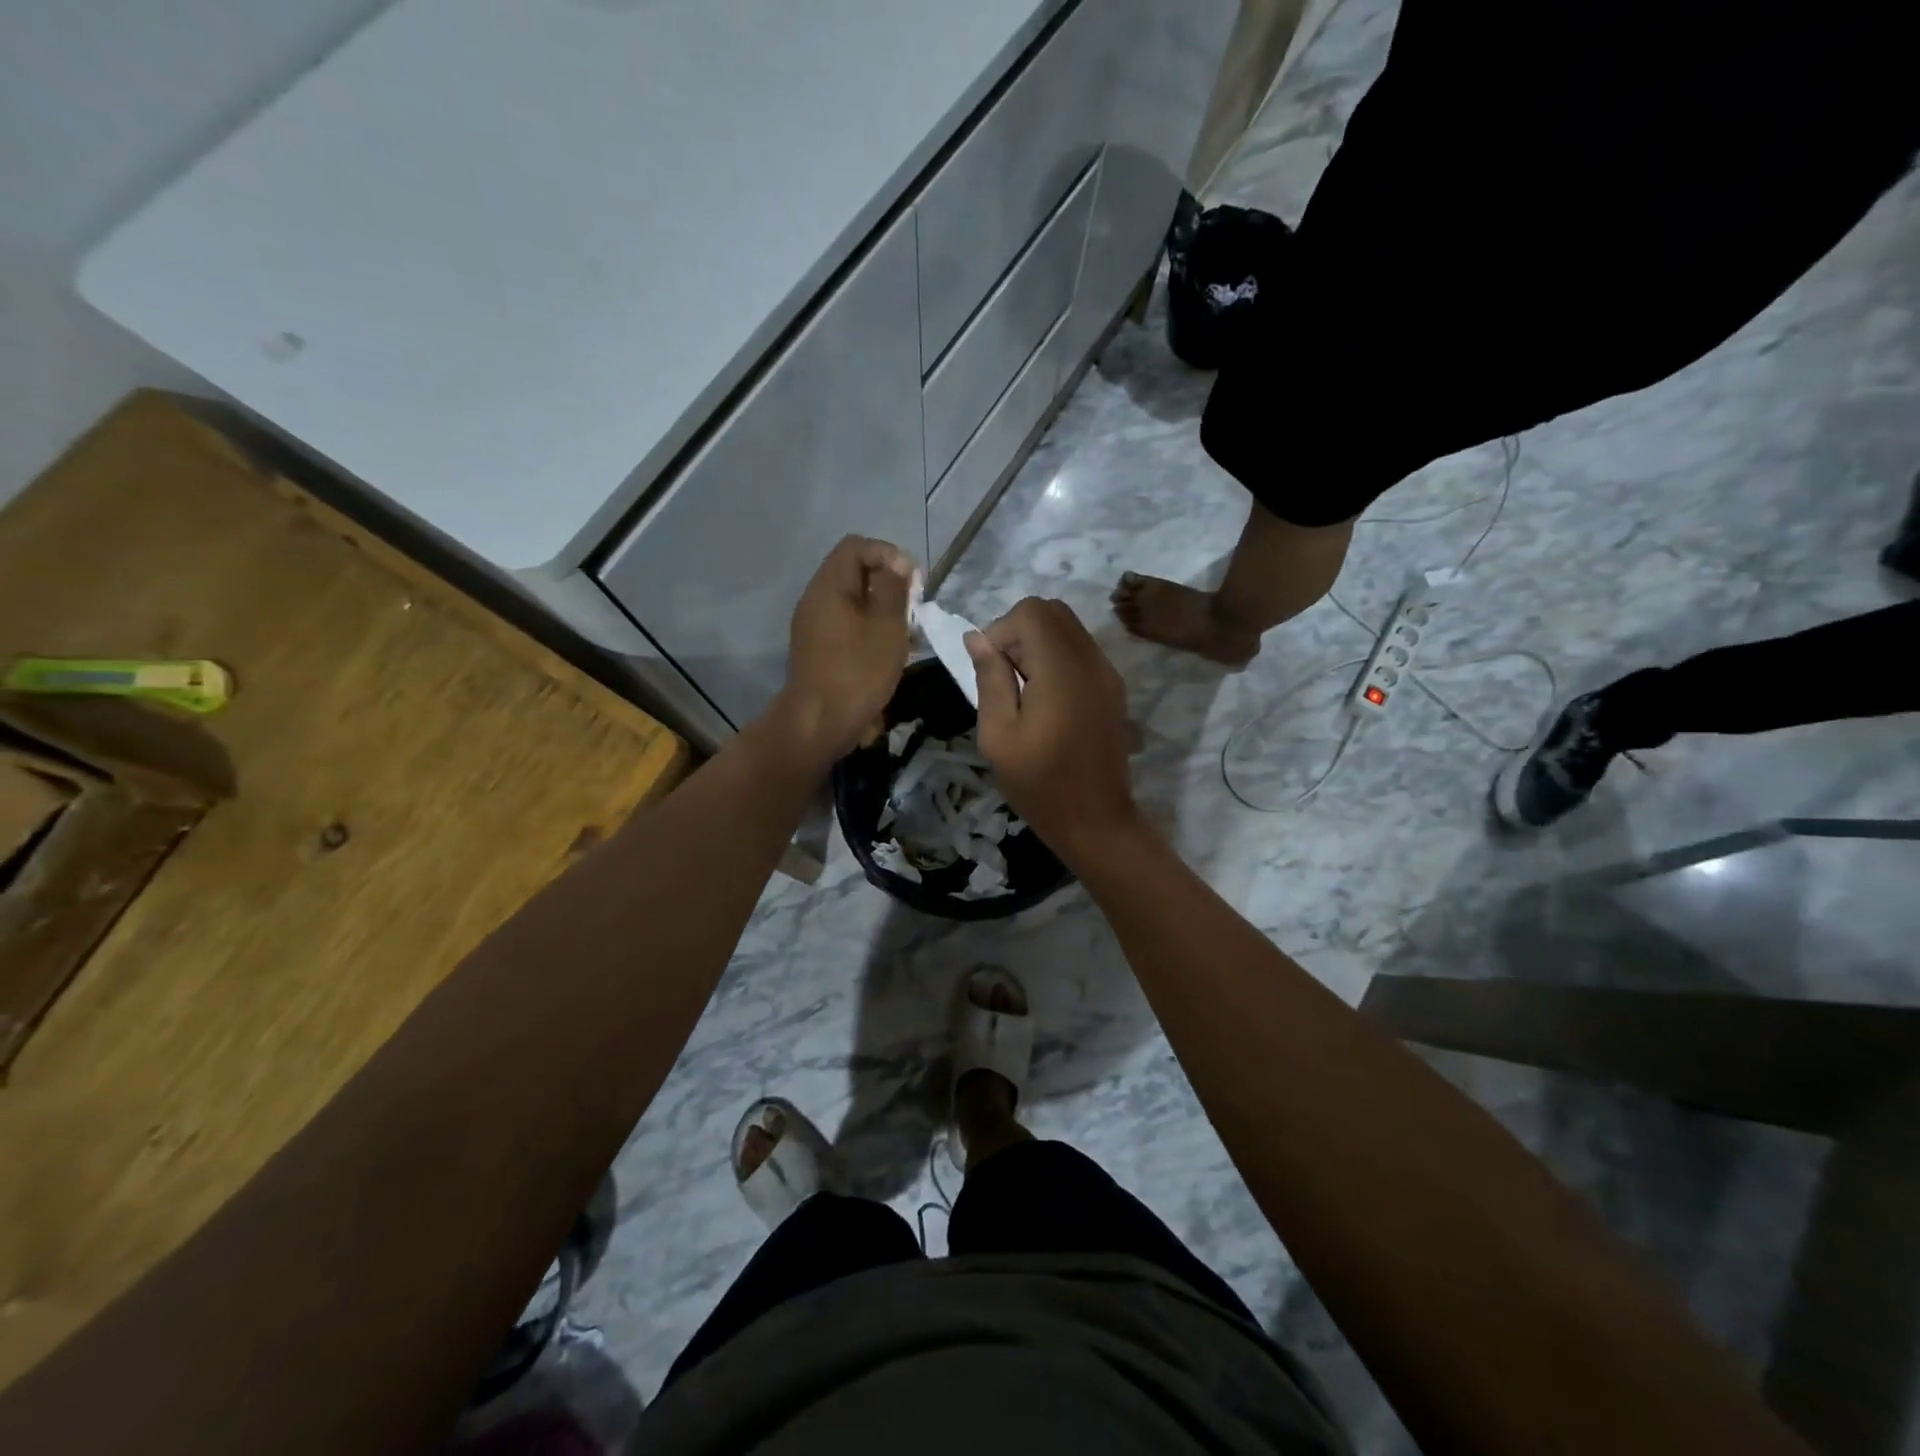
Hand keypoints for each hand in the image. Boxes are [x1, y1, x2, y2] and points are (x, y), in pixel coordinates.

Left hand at [777, 536, 914, 762]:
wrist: (819, 723)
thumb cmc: (858, 672)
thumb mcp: (887, 627)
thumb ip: (894, 589)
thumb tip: (898, 563)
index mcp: (829, 586)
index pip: (856, 546)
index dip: (888, 554)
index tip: (913, 581)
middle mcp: (815, 599)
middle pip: (852, 572)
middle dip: (888, 582)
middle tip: (913, 606)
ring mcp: (813, 625)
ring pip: (851, 600)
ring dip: (881, 607)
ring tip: (907, 630)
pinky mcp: (818, 648)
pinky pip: (846, 623)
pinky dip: (869, 627)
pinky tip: (890, 649)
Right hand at [965, 597, 1141, 865]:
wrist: (1096, 821)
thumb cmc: (1039, 784)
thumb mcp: (998, 735)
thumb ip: (989, 679)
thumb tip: (976, 638)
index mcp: (1061, 670)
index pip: (1031, 612)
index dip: (1001, 631)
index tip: (991, 671)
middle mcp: (1091, 660)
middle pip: (1052, 611)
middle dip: (1019, 632)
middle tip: (1006, 678)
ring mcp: (1107, 673)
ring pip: (1068, 628)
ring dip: (1038, 645)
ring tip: (1025, 692)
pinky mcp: (1113, 688)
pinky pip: (1081, 651)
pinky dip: (1057, 659)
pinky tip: (1047, 702)